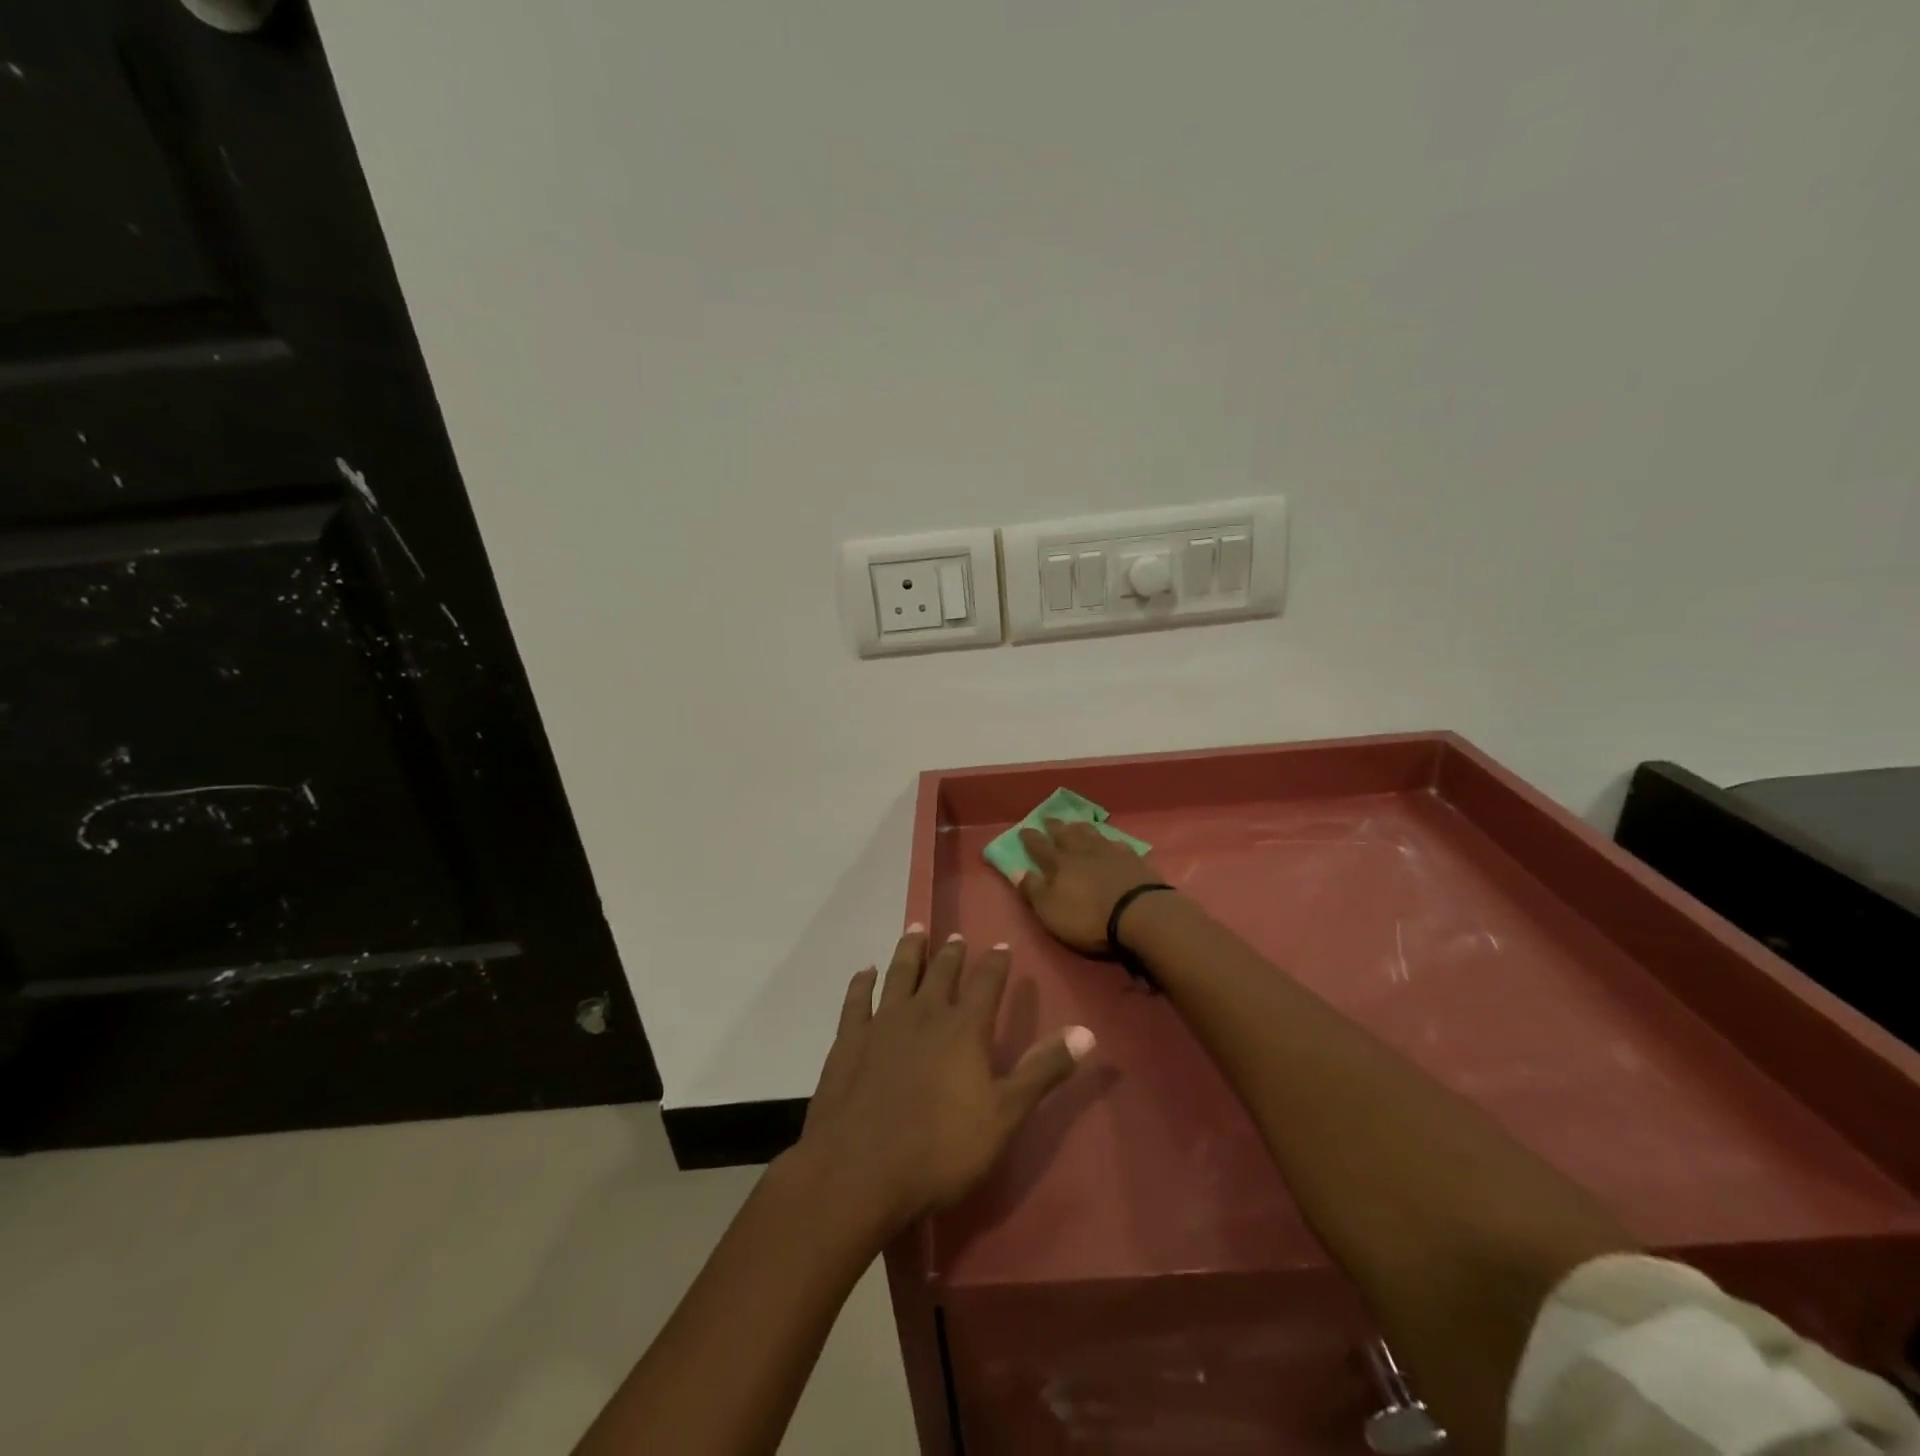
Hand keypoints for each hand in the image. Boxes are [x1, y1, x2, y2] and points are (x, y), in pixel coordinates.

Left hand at [794, 929, 1093, 1235]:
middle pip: (941, 973)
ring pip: (899, 974)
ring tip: (915, 929)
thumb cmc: (941, 1150)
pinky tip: (865, 972)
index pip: (986, 983)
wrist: (860, 1172)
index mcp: (964, 1028)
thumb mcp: (1005, 1115)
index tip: (1002, 946)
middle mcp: (924, 1014)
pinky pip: (857, 1001)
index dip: (996, 964)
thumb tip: (1087, 1032)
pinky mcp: (849, 1042)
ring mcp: (882, 1024)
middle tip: (956, 936)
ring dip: (909, 951)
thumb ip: (1043, 1070)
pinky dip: (862, 983)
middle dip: (952, 954)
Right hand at [1018, 818, 1166, 954]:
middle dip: (1054, 826)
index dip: (1030, 838)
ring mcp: (1109, 852)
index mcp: (1059, 864)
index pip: (1040, 847)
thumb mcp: (1051, 911)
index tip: (1023, 829)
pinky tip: (1110, 841)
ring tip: (1074, 822)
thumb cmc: (1088, 917)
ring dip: (1080, 827)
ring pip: (1090, 833)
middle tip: (1047, 817)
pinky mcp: (1132, 859)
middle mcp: (1082, 851)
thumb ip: (1034, 890)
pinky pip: (1117, 843)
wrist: (1139, 913)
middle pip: (1065, 834)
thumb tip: (1018, 871)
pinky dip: (1109, 840)